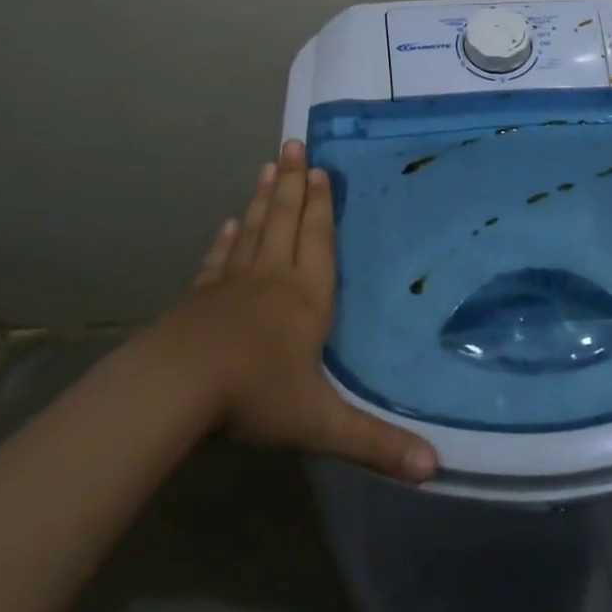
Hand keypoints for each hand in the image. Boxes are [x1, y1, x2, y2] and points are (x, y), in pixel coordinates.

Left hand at [169, 140, 437, 483]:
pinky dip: (226, 239)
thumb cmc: (255, 395)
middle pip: (284, 220)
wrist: (177, 388)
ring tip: (267, 166)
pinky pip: (219, 259)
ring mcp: (231, 284)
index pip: (318, 240)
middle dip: (292, 183)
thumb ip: (375, 442)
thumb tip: (433, 468)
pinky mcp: (200, 298)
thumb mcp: (320, 423)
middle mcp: (272, 278)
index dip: (321, 205)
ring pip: (252, 230)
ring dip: (262, 198)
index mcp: (305, 297)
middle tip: (292, 144)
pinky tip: (228, 224)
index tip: (320, 168)